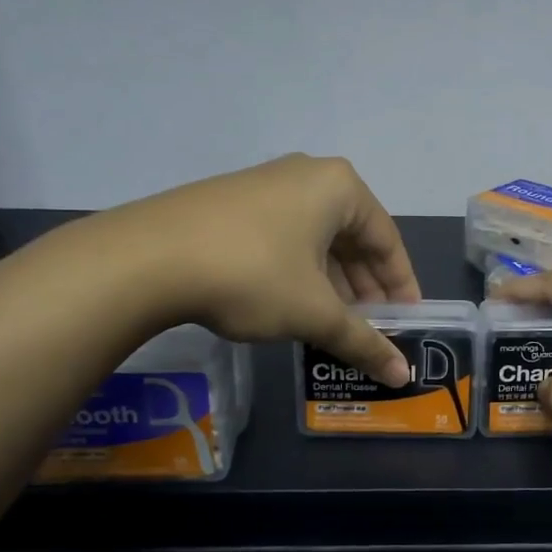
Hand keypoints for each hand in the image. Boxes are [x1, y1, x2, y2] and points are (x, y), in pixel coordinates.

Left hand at [104, 154, 421, 384]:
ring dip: (332, 283)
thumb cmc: (252, 274)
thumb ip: (363, 341)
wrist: (146, 258)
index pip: (388, 240)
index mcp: (339, 187)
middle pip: (352, 237)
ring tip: (334, 324)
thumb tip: (402, 375)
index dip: (401, 286)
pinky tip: (292, 305)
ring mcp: (264, 185)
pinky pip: (283, 238)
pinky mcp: (230, 203)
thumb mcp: (314, 312)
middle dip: (364, 287)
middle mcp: (306, 176)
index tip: (406, 322)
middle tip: (371, 329)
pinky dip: (298, 272)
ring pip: (316, 240)